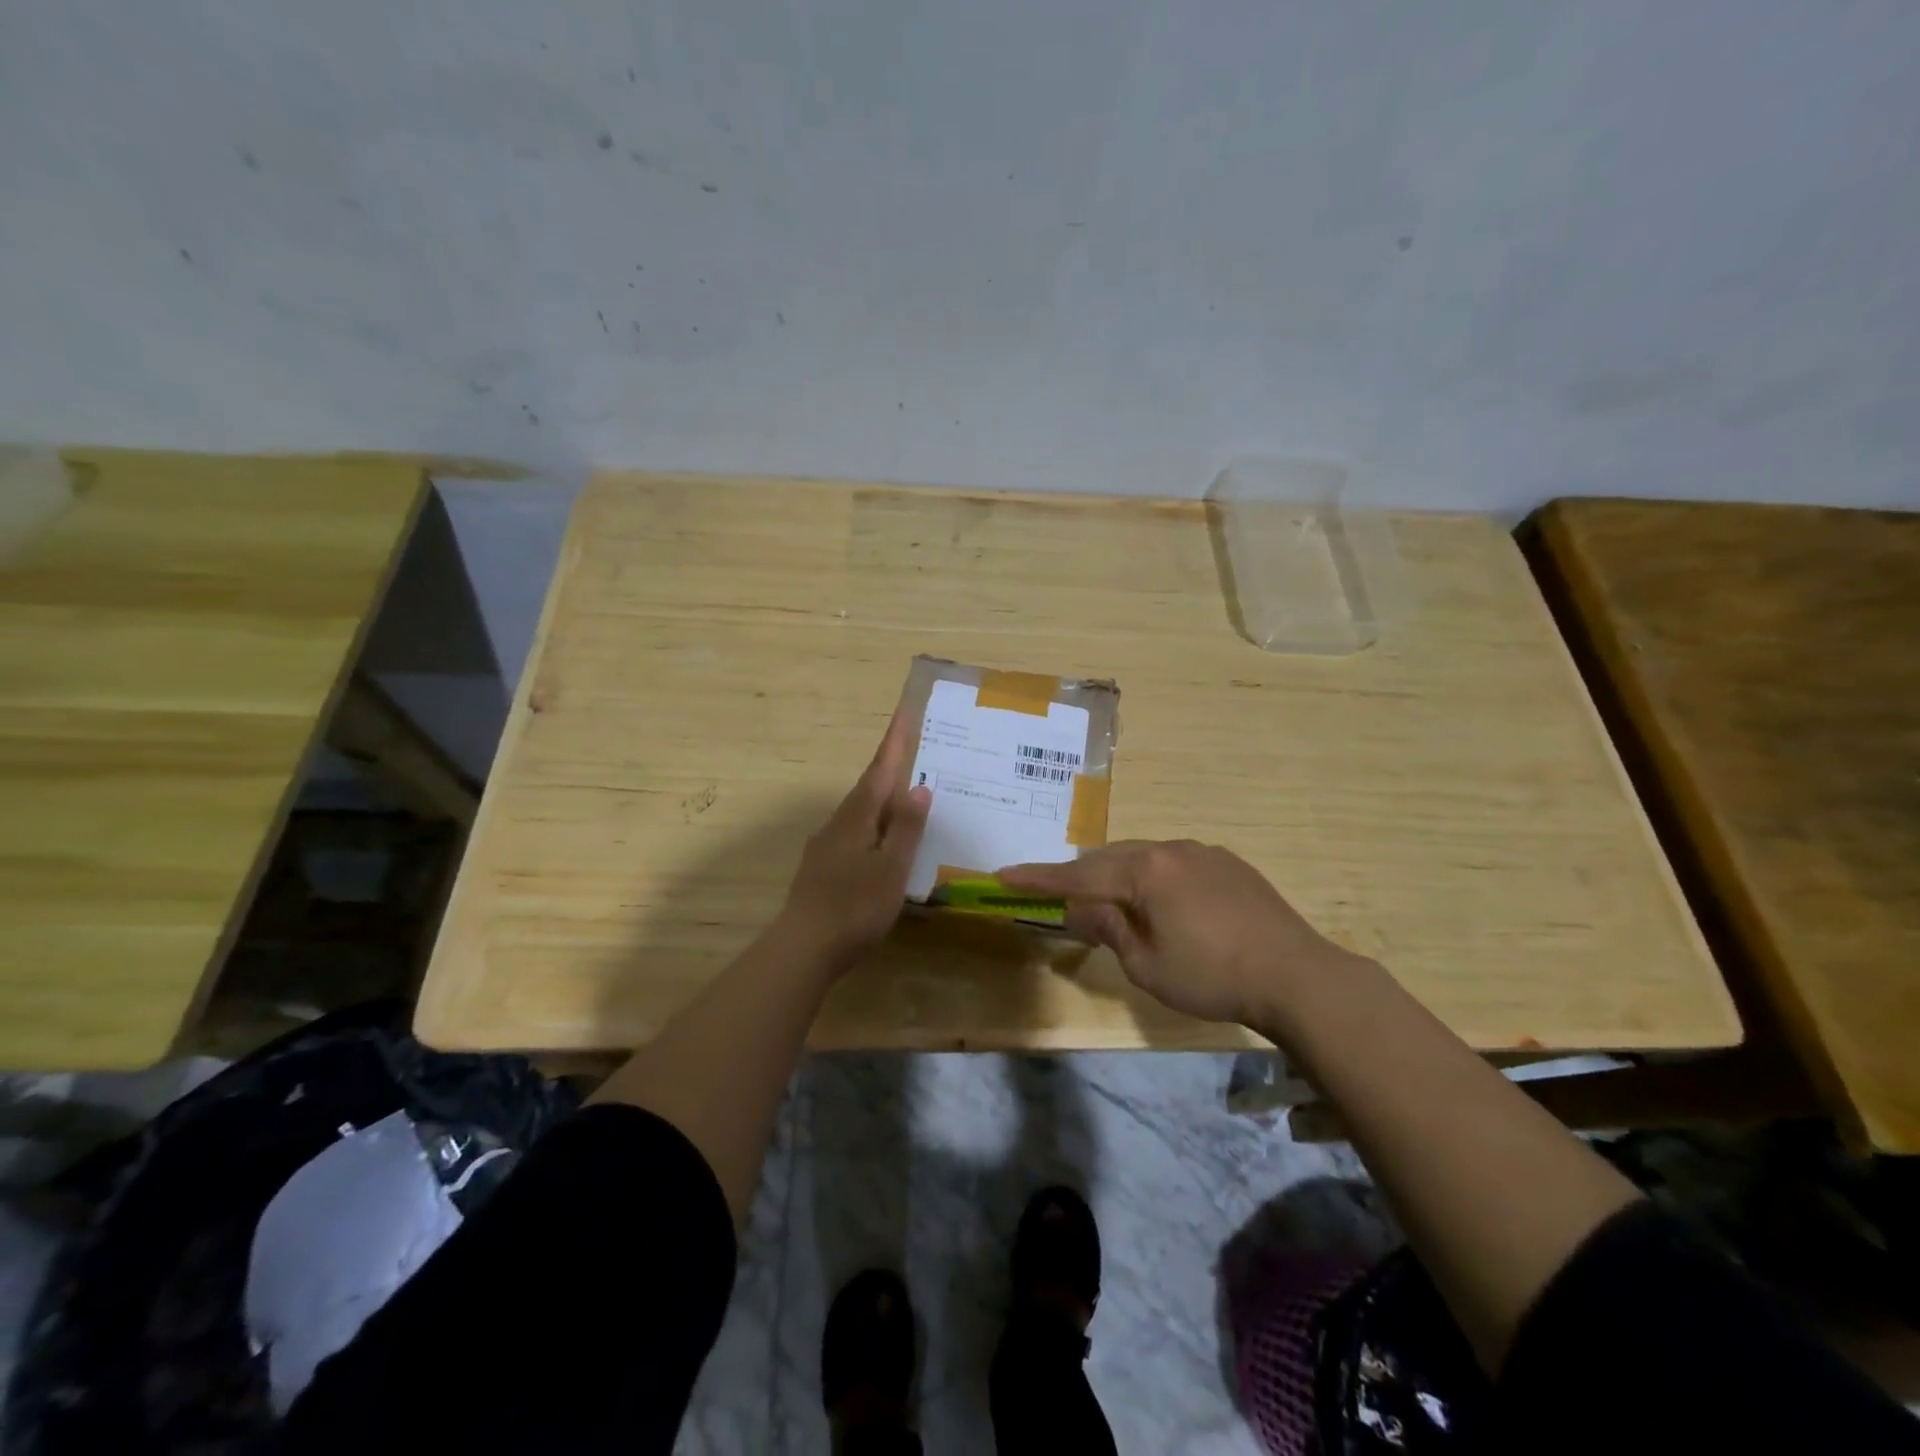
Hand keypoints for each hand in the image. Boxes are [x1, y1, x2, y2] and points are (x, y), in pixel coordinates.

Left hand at [779, 708, 932, 972]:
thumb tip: (919, 786)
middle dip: (889, 765)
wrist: (803, 948)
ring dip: (881, 795)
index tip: (904, 711)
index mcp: (858, 817)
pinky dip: (873, 823)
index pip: (880, 770)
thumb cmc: (855, 907)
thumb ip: (906, 828)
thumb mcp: (891, 868)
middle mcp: (839, 823)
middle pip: (868, 786)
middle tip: (912, 748)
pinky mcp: (823, 866)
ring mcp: (827, 844)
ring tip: (905, 792)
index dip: (895, 742)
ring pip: (860, 810)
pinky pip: (855, 831)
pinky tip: (882, 839)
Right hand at [998, 840, 1359, 1025]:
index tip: (1003, 875)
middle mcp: (1171, 849)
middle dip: (1081, 876)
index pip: (1078, 874)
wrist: (1298, 976)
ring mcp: (1203, 852)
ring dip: (1119, 876)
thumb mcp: (1147, 964)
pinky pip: (1174, 862)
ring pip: (1144, 857)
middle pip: (1110, 857)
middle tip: (1057, 895)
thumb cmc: (1212, 976)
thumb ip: (1108, 929)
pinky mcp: (1229, 864)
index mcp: (1146, 870)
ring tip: (1108, 901)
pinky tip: (1161, 902)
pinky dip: (1153, 878)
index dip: (1038, 878)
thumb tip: (1078, 910)